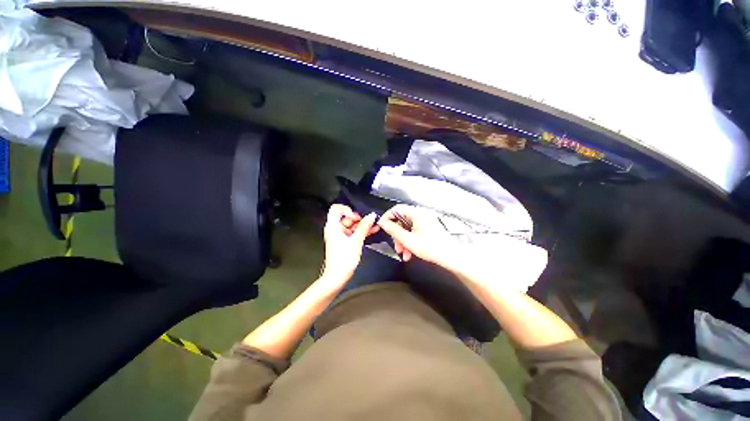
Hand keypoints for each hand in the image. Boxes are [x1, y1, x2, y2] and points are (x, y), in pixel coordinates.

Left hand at [321, 204, 378, 284]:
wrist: (338, 276)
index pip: (336, 209)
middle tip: (369, 221)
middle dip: (359, 218)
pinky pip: (353, 232)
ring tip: (374, 225)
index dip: (347, 209)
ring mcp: (339, 235)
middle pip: (346, 217)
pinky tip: (371, 230)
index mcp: (333, 226)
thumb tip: (371, 216)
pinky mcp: (344, 241)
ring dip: (362, 225)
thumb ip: (364, 226)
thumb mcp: (356, 241)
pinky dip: (361, 231)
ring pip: (352, 225)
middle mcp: (335, 229)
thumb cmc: (343, 259)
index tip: (357, 216)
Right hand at [376, 204, 453, 264]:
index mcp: (417, 213)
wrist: (451, 257)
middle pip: (402, 220)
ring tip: (403, 253)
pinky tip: (409, 253)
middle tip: (396, 246)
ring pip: (407, 228)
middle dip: (397, 235)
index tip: (382, 226)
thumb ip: (393, 230)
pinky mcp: (428, 227)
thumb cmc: (431, 248)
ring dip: (403, 240)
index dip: (387, 217)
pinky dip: (410, 241)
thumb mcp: (408, 240)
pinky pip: (414, 231)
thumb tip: (383, 223)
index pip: (397, 209)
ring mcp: (425, 221)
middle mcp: (421, 214)